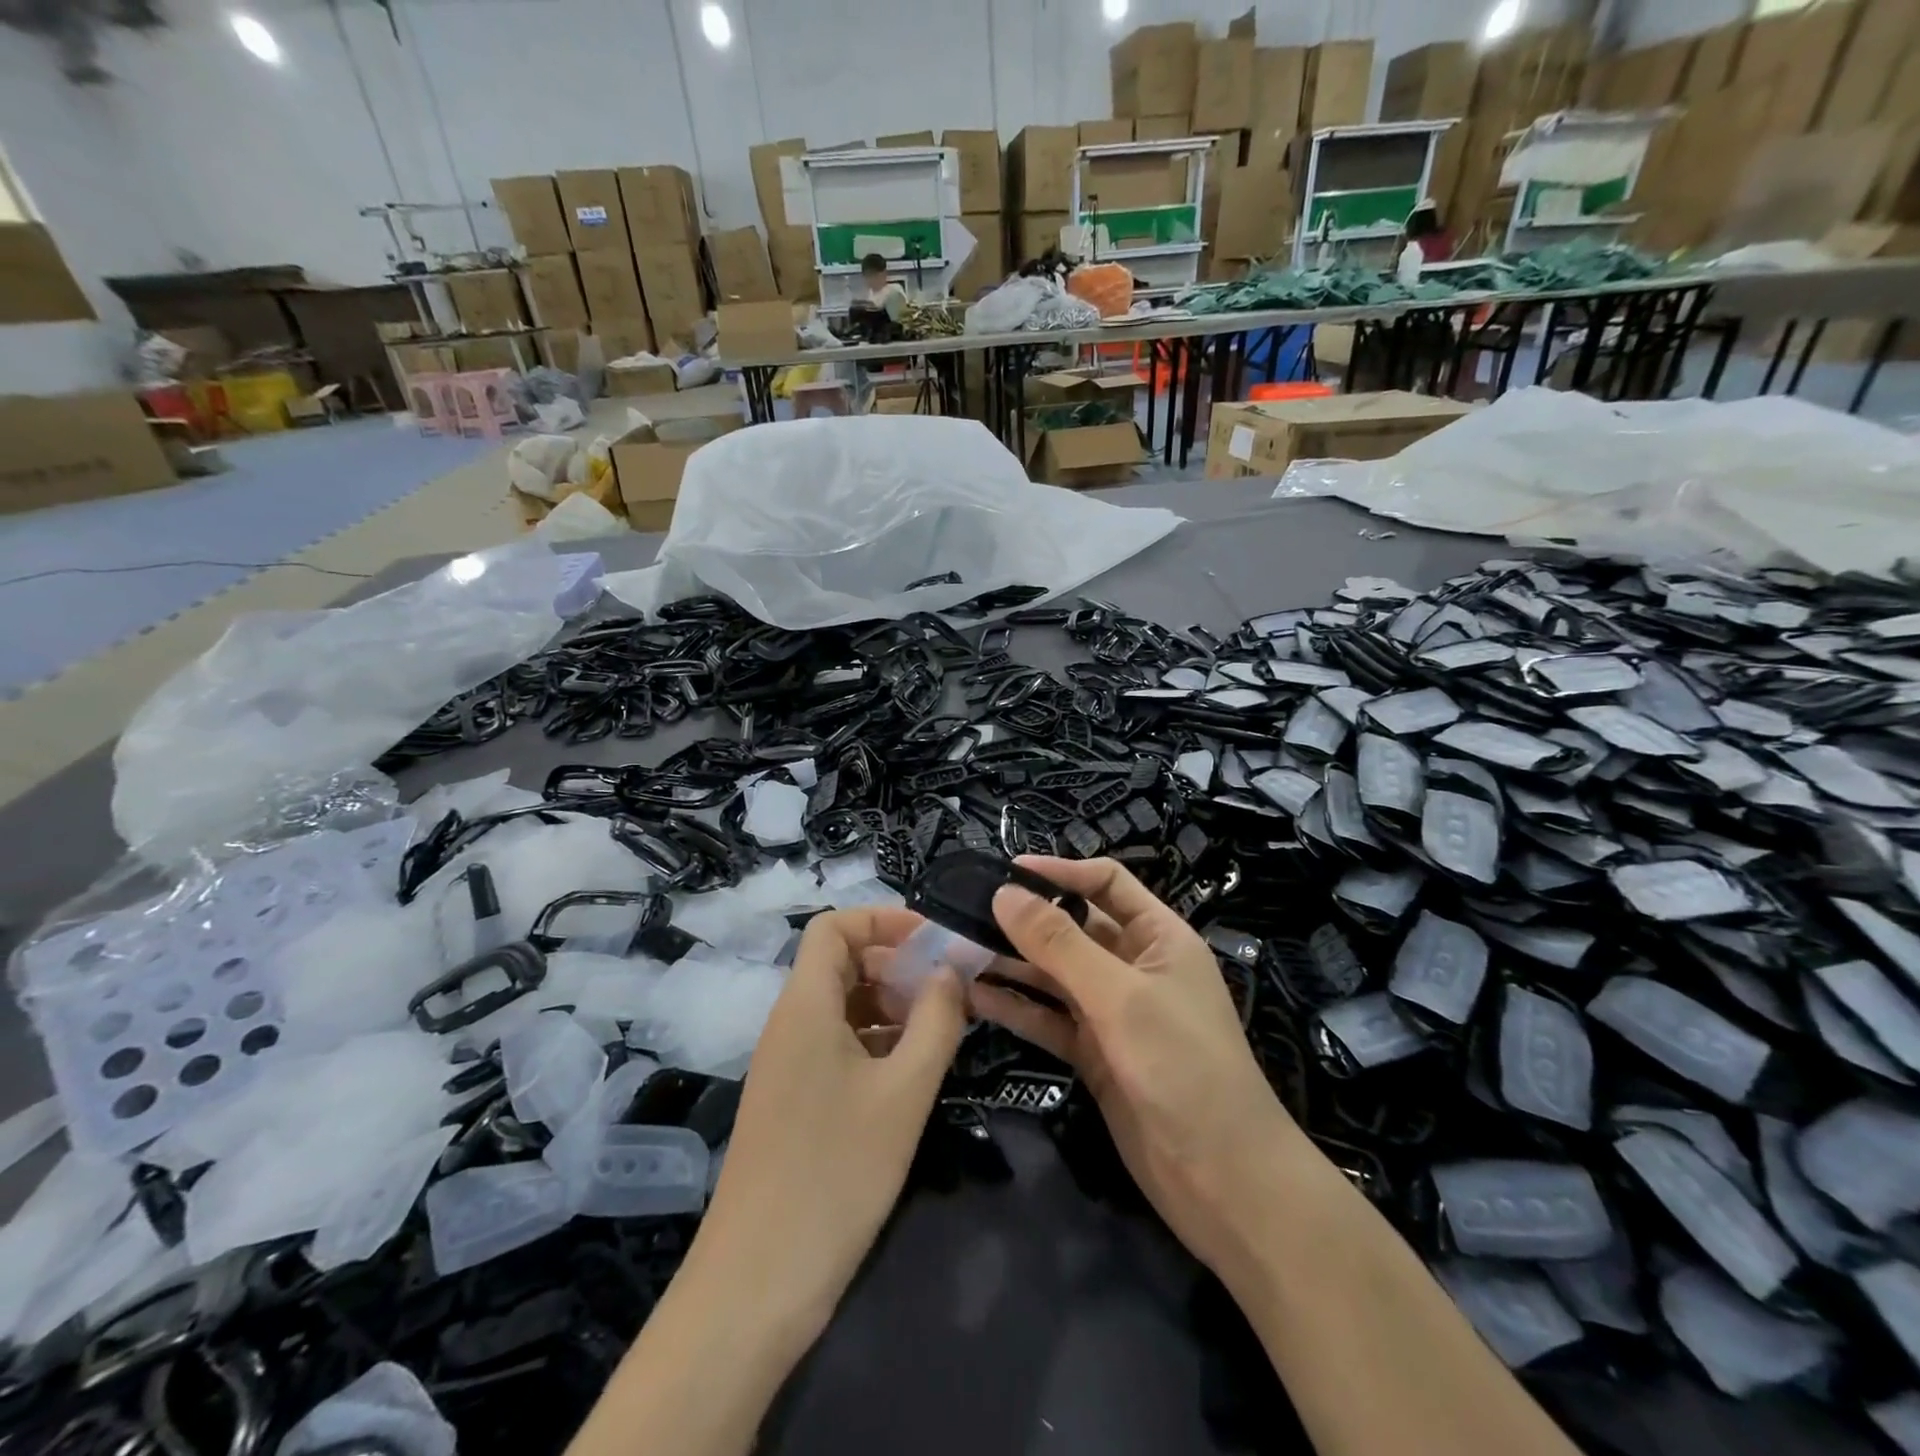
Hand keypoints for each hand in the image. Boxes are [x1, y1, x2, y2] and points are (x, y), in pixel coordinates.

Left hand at [690, 906, 967, 1348]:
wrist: (757, 1284)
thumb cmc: (836, 1172)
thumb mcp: (904, 1091)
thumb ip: (936, 1020)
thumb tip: (950, 970)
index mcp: (806, 1005)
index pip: (833, 927)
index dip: (883, 919)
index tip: (934, 941)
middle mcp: (790, 1023)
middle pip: (840, 963)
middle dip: (896, 963)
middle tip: (949, 989)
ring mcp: (787, 1064)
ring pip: (841, 1006)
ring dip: (890, 1004)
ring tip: (940, 1028)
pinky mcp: (792, 1101)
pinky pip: (835, 1044)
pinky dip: (875, 1041)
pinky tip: (911, 1070)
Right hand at [971, 857, 1304, 1279]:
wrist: (1223, 1181)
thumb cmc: (1183, 1066)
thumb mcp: (1120, 996)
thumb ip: (1059, 944)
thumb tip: (1004, 892)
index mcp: (1159, 937)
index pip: (1106, 883)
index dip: (1060, 872)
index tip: (1005, 871)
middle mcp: (1135, 967)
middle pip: (1074, 928)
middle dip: (1025, 919)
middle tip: (965, 912)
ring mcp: (1113, 1013)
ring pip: (1054, 974)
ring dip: (1012, 963)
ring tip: (957, 951)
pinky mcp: (1094, 1054)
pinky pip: (1048, 1019)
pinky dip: (1016, 1007)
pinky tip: (973, 998)